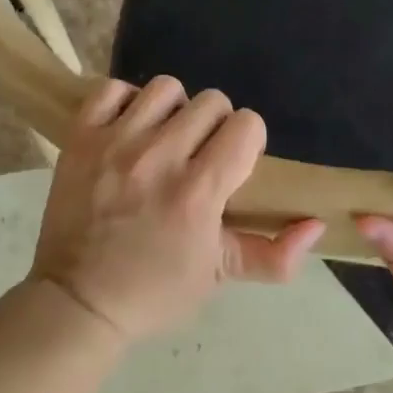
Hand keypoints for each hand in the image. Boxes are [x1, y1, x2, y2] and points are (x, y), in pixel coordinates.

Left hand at [29, 75, 323, 341]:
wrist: (76, 304)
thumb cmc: (155, 291)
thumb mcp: (221, 276)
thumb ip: (275, 254)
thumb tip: (316, 225)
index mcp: (198, 192)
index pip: (247, 125)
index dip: (248, 142)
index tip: (233, 165)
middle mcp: (159, 158)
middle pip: (212, 101)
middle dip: (215, 126)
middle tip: (200, 156)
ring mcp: (115, 144)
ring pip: (166, 88)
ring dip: (173, 111)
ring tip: (164, 141)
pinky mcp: (80, 139)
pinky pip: (112, 90)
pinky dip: (125, 104)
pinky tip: (129, 131)